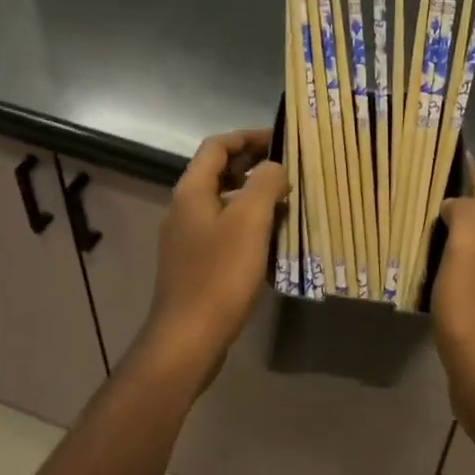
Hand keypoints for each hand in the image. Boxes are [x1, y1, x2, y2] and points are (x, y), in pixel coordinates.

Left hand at [136, 128, 288, 386]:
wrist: (188, 337)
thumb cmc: (219, 275)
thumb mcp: (249, 222)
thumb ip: (264, 185)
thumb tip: (274, 167)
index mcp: (192, 191)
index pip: (217, 146)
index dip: (248, 136)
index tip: (281, 139)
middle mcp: (184, 208)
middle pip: (218, 172)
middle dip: (253, 164)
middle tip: (290, 167)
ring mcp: (187, 238)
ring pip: (223, 202)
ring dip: (253, 195)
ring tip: (287, 199)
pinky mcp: (195, 264)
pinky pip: (224, 230)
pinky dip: (247, 224)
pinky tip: (271, 238)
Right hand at [431, 163, 474, 442]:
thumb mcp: (468, 248)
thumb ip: (465, 212)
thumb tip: (456, 203)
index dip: (466, 173)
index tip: (438, 159)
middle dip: (459, 206)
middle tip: (420, 199)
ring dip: (458, 239)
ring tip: (424, 233)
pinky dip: (460, 269)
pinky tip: (439, 275)